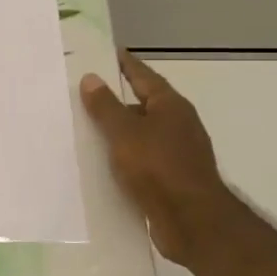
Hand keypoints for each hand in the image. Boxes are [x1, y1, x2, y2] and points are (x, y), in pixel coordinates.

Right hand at [80, 51, 230, 269]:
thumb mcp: (125, 133)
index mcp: (171, 106)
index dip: (125, 64)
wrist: (192, 222)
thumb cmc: (159, 169)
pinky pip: (142, 159)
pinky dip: (123, 157)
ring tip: (85, 128)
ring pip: (141, 134)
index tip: (106, 53)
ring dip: (118, 131)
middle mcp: (177, 125)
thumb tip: (91, 78)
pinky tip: (102, 164)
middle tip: (84, 92)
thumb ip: (106, 107)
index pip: (143, 76)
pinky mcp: (172, 179)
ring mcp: (177, 153)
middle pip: (142, 104)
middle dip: (116, 99)